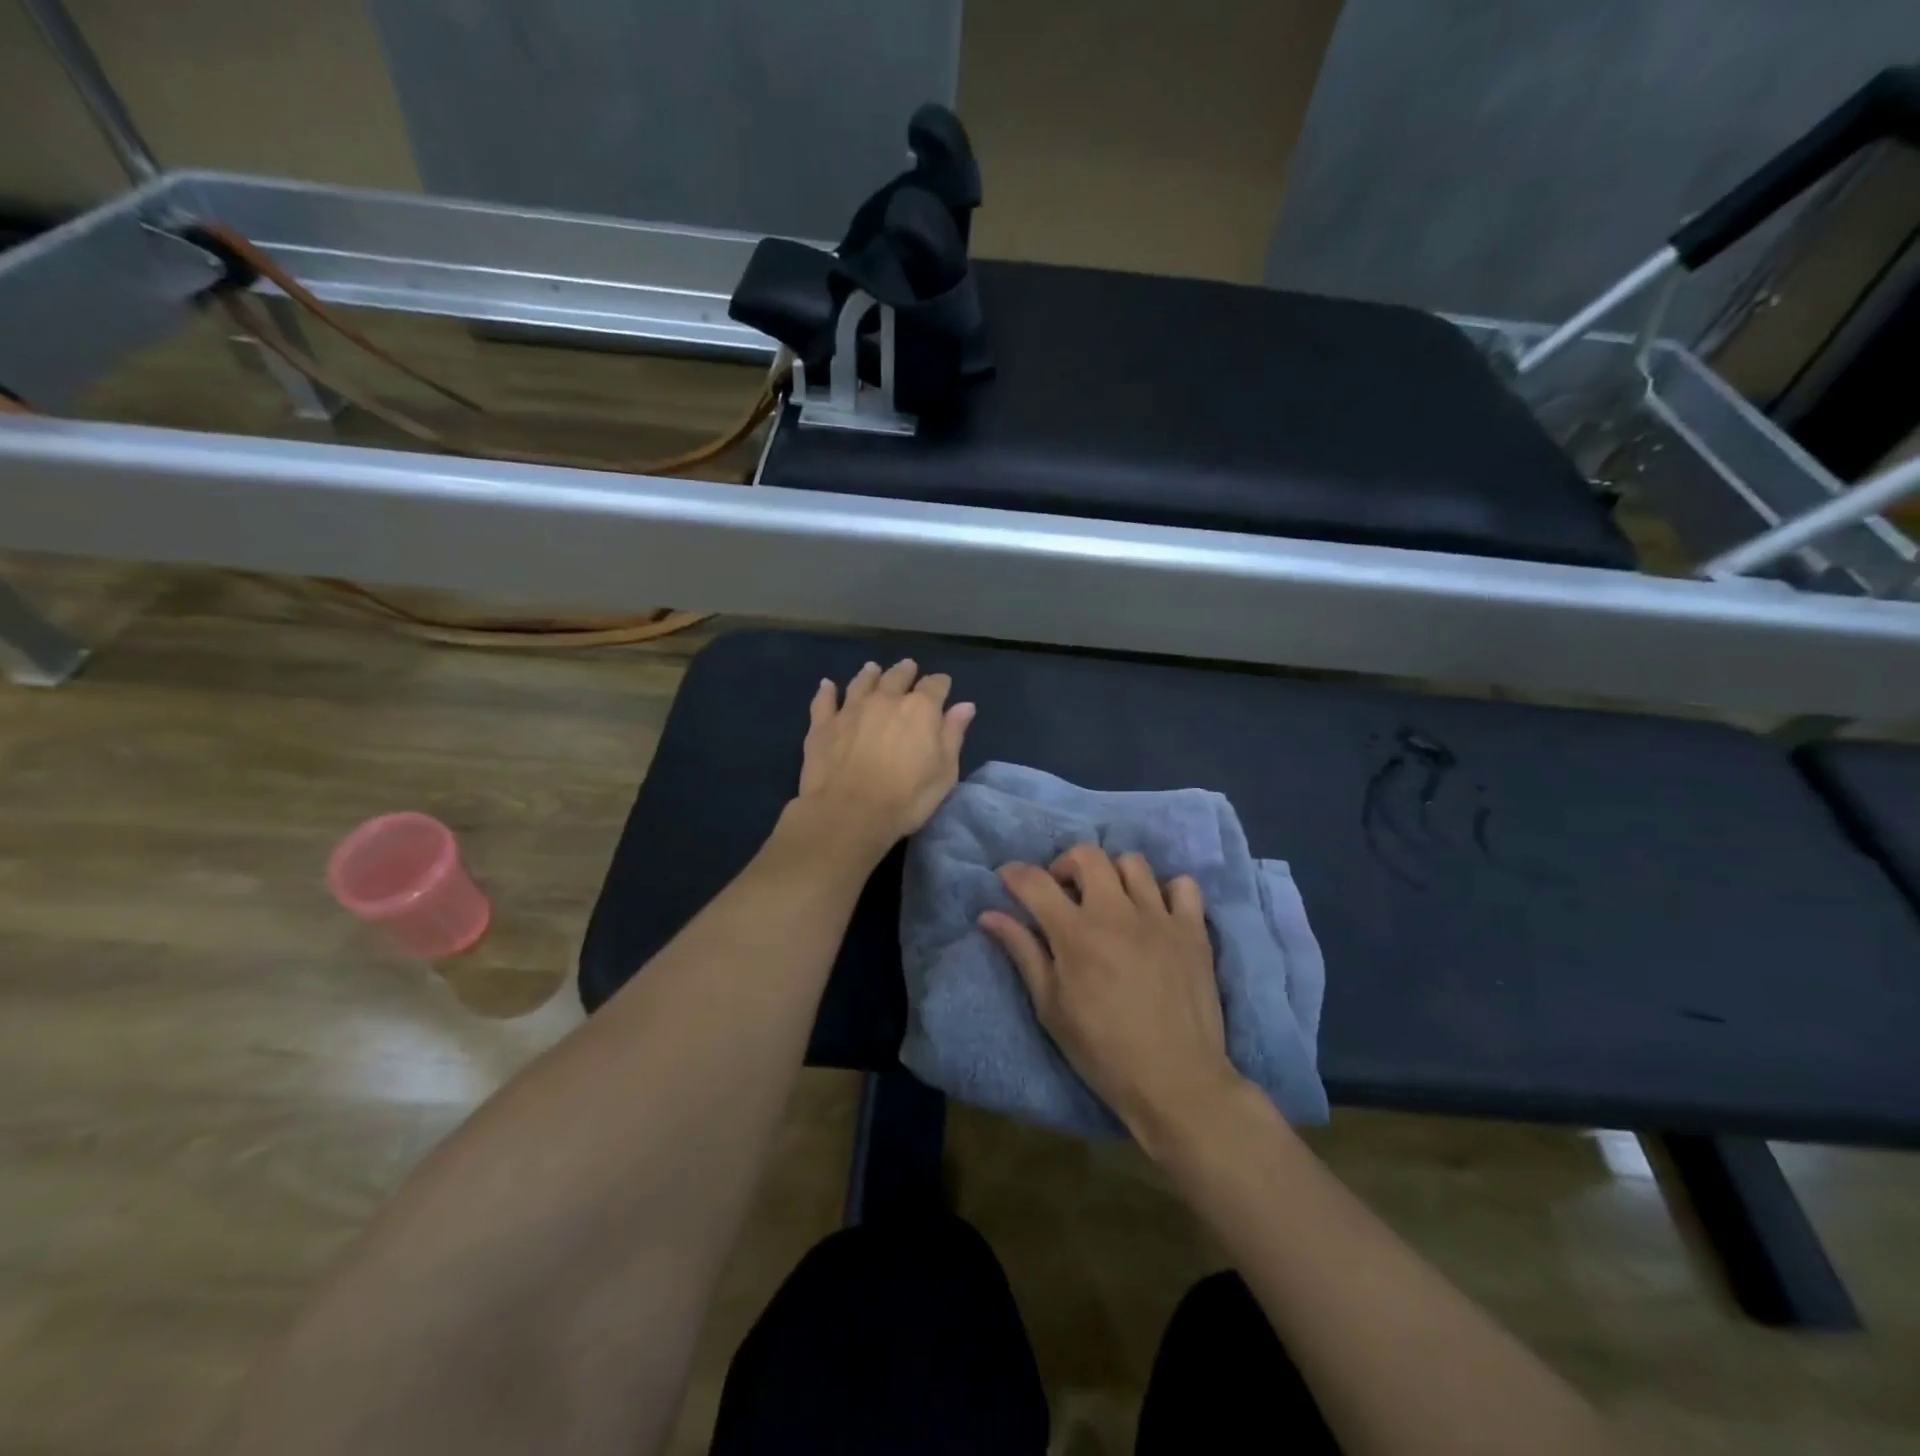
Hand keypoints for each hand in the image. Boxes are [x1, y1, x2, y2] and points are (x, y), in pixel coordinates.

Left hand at [788, 659, 974, 859]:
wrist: (848, 813)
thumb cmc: (906, 798)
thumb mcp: (944, 772)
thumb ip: (953, 735)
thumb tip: (965, 705)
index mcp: (920, 709)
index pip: (935, 686)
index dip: (940, 684)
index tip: (943, 686)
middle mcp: (886, 699)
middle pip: (897, 676)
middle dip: (905, 671)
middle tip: (908, 667)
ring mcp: (851, 709)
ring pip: (862, 682)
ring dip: (869, 674)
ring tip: (873, 668)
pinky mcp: (823, 724)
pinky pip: (824, 700)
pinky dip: (827, 690)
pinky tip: (827, 685)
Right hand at [981, 845, 1244, 1153]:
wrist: (1175, 1082)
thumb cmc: (1102, 1051)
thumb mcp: (1050, 1007)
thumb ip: (1022, 952)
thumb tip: (989, 916)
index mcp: (1076, 933)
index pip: (1036, 881)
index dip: (1014, 874)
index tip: (1008, 880)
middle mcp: (1116, 913)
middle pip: (1087, 855)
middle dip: (1065, 864)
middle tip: (1063, 892)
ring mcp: (1160, 918)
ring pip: (1132, 862)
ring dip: (1113, 875)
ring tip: (1110, 902)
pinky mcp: (1193, 930)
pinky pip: (1184, 885)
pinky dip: (1166, 891)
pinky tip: (1156, 914)